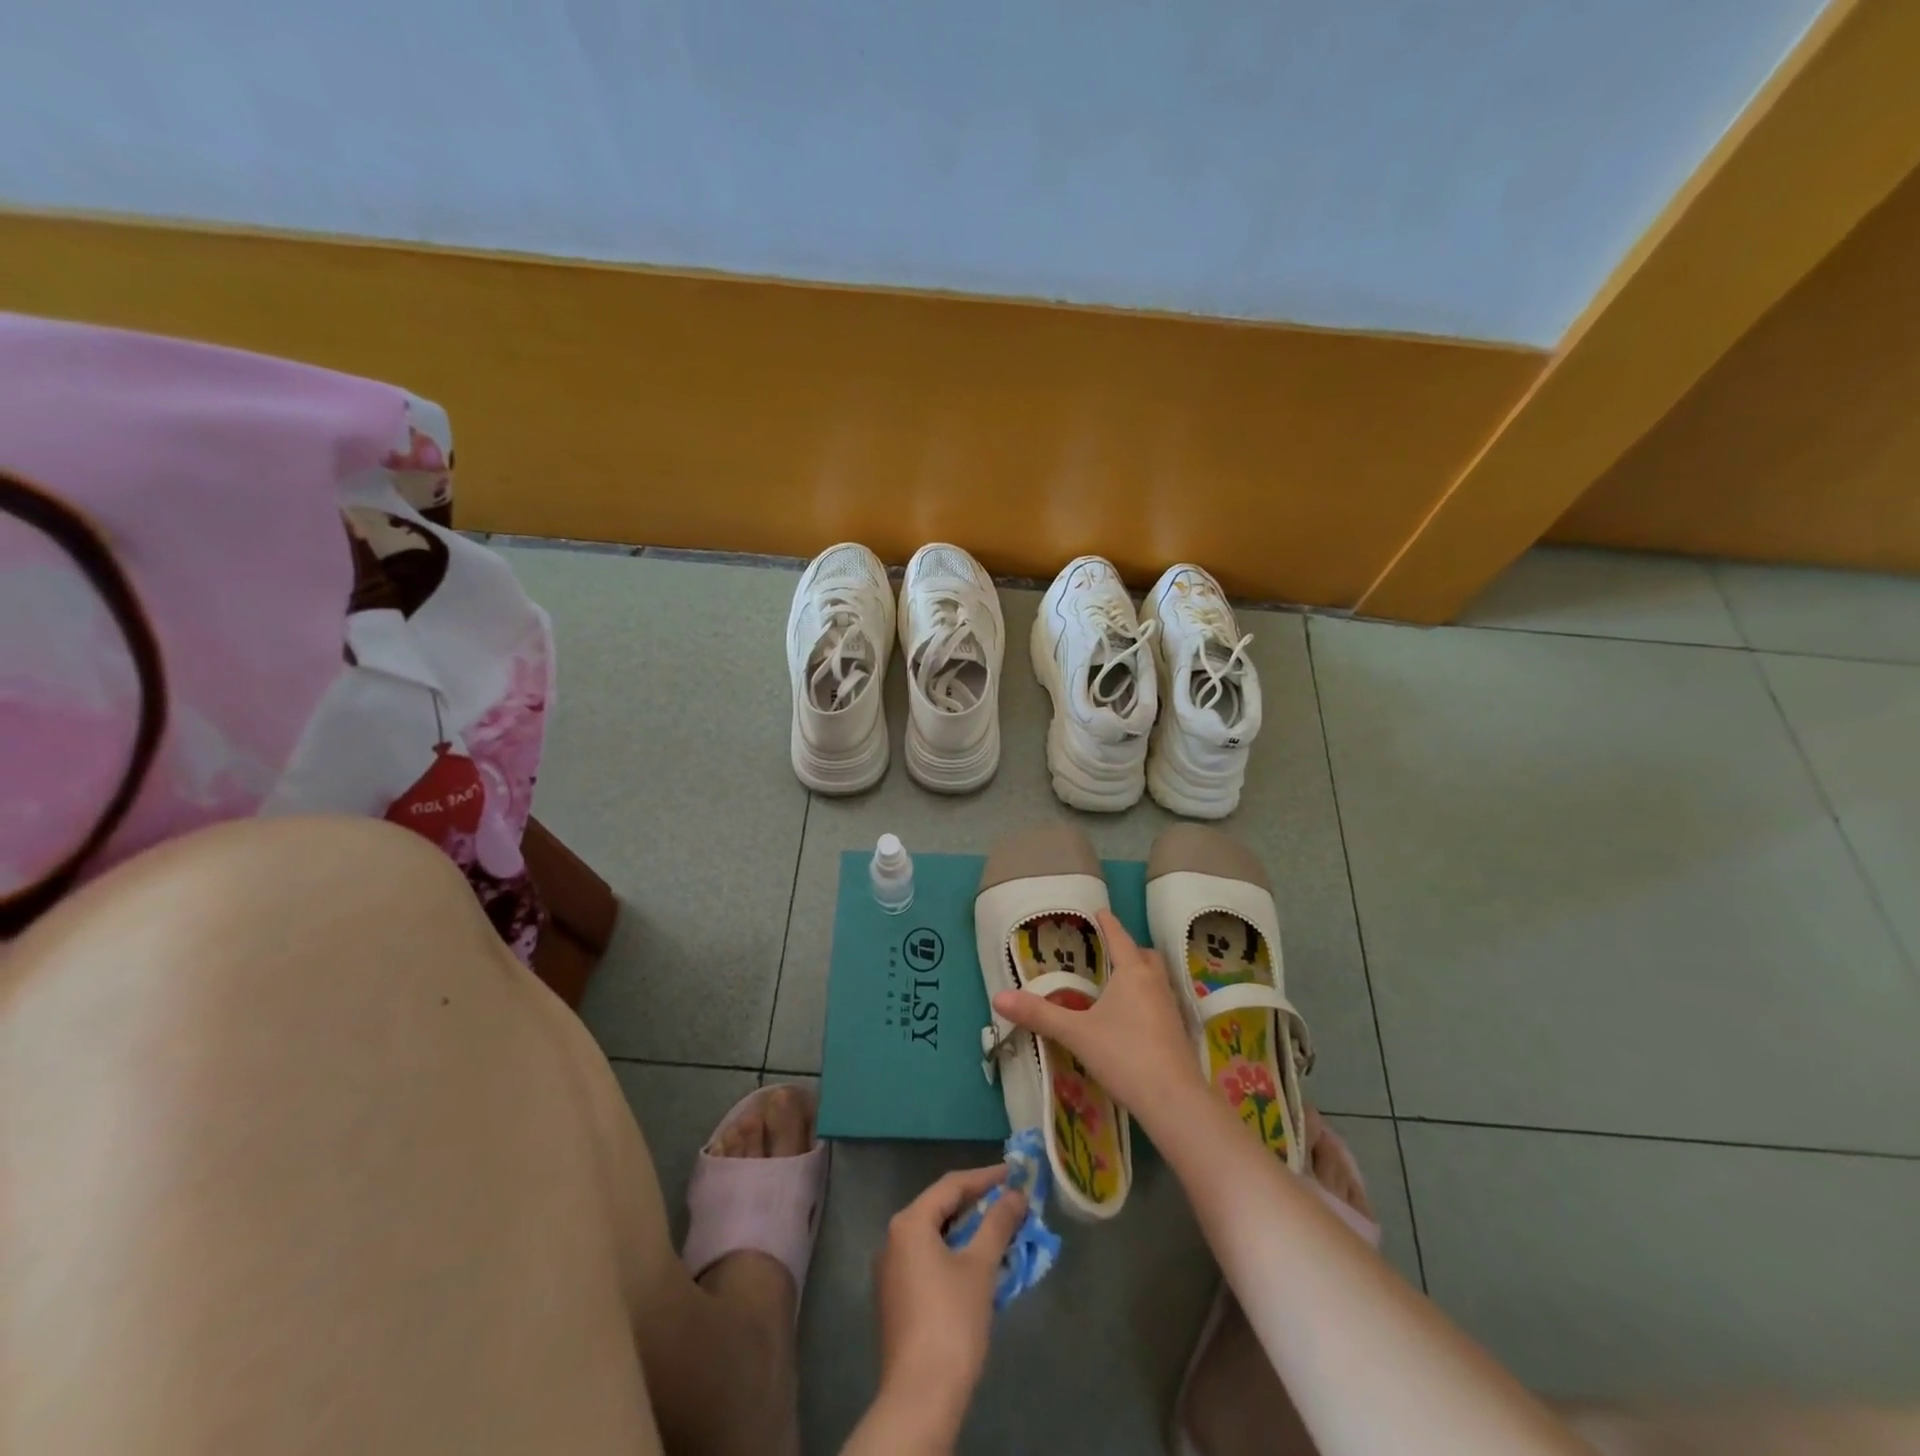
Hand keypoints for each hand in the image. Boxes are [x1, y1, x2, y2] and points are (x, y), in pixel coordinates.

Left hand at [870, 1164, 1027, 1440]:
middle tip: (1010, 1201)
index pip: (951, 1185)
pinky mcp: (896, 1297)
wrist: (921, 1395)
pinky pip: (928, 1259)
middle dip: (977, 1204)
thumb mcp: (980, 1266)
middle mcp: (893, 1238)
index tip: (1014, 1173)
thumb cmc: (952, 1320)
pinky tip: (978, 1265)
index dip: (985, 1178)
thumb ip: (998, 1224)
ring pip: (935, 1235)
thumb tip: (1015, 1195)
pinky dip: (954, 1253)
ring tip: (1000, 1230)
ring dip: (967, 1231)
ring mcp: (891, 1270)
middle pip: (940, 1208)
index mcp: (909, 1222)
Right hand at [991, 910, 1203, 1123]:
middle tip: (1109, 952)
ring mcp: (1171, 1009)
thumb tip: (998, 997)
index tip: (1100, 911)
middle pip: (1145, 956)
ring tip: (1118, 984)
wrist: (1174, 1101)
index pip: (1119, 938)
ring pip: (1156, 979)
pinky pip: (1161, 1002)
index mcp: (1132, 973)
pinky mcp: (1178, 1033)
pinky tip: (1133, 1018)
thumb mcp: (1076, 1033)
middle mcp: (1155, 984)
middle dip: (1129, 949)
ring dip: (1140, 974)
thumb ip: (1039, 1014)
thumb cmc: (1123, 1055)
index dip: (1108, 923)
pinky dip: (1147, 999)